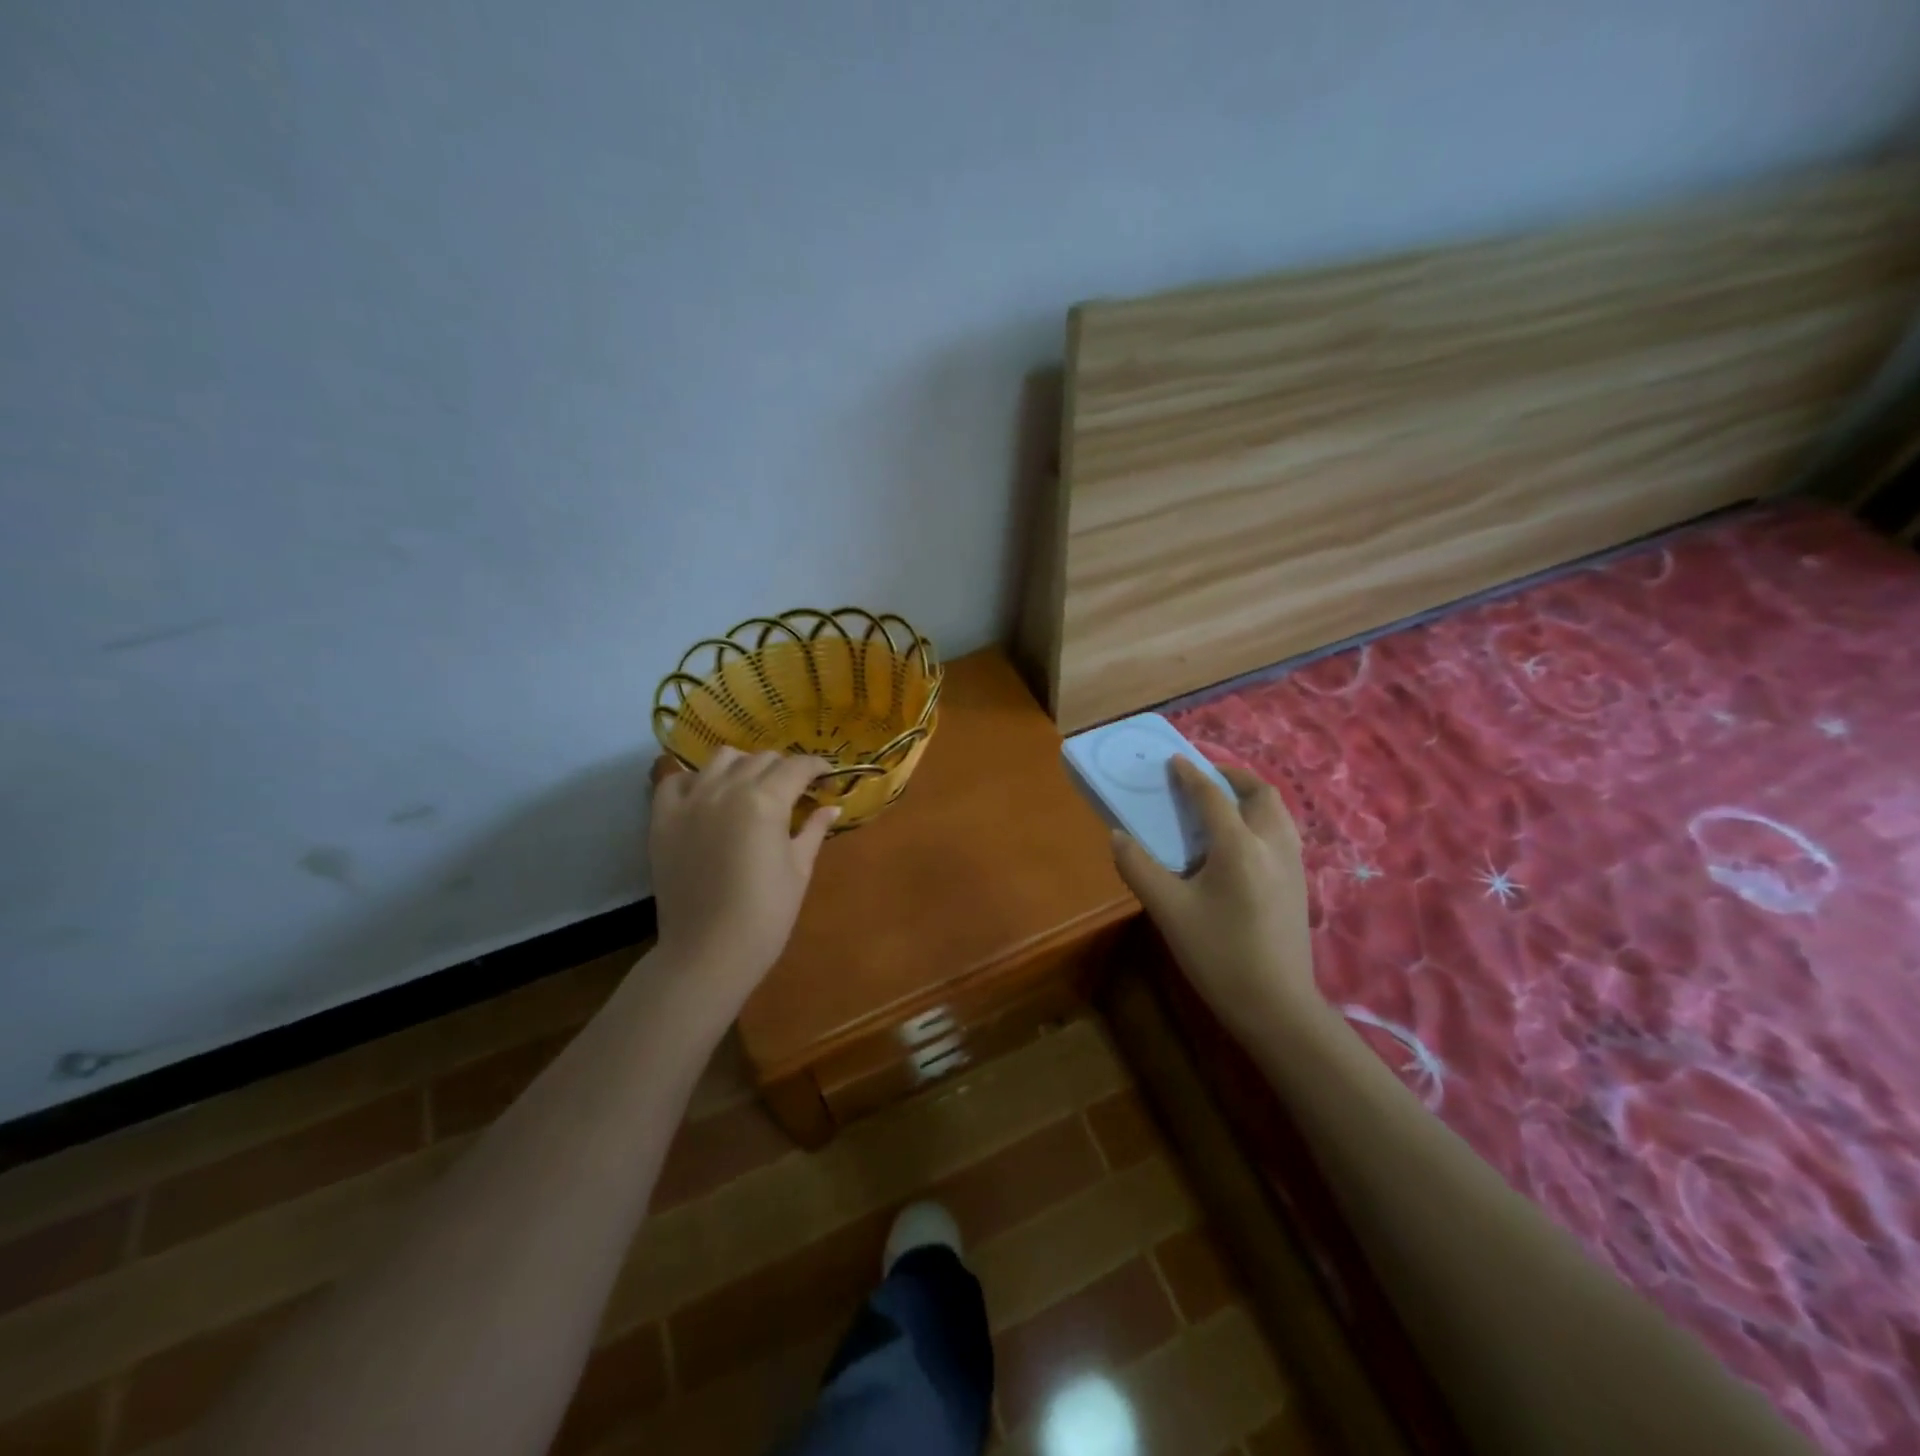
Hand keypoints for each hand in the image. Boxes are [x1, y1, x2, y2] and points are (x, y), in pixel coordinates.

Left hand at [648, 749, 837, 1010]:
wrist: (708, 952)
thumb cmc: (766, 915)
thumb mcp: (799, 869)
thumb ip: (814, 830)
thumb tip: (832, 807)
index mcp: (766, 801)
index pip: (797, 766)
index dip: (817, 766)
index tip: (827, 775)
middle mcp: (727, 789)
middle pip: (762, 759)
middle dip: (784, 768)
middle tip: (795, 789)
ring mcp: (690, 801)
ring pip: (722, 759)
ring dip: (744, 766)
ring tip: (752, 788)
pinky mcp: (663, 819)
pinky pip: (676, 780)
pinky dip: (696, 780)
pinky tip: (708, 797)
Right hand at [1110, 759, 1319, 1035]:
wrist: (1276, 1006)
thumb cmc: (1218, 955)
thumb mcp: (1168, 911)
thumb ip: (1139, 868)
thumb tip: (1118, 836)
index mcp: (1239, 847)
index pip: (1212, 797)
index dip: (1191, 775)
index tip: (1175, 760)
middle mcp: (1272, 845)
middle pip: (1261, 793)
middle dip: (1233, 777)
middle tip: (1205, 779)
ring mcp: (1293, 865)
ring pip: (1278, 812)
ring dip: (1251, 797)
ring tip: (1223, 805)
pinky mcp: (1300, 885)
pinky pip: (1283, 833)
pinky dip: (1262, 819)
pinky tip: (1242, 844)